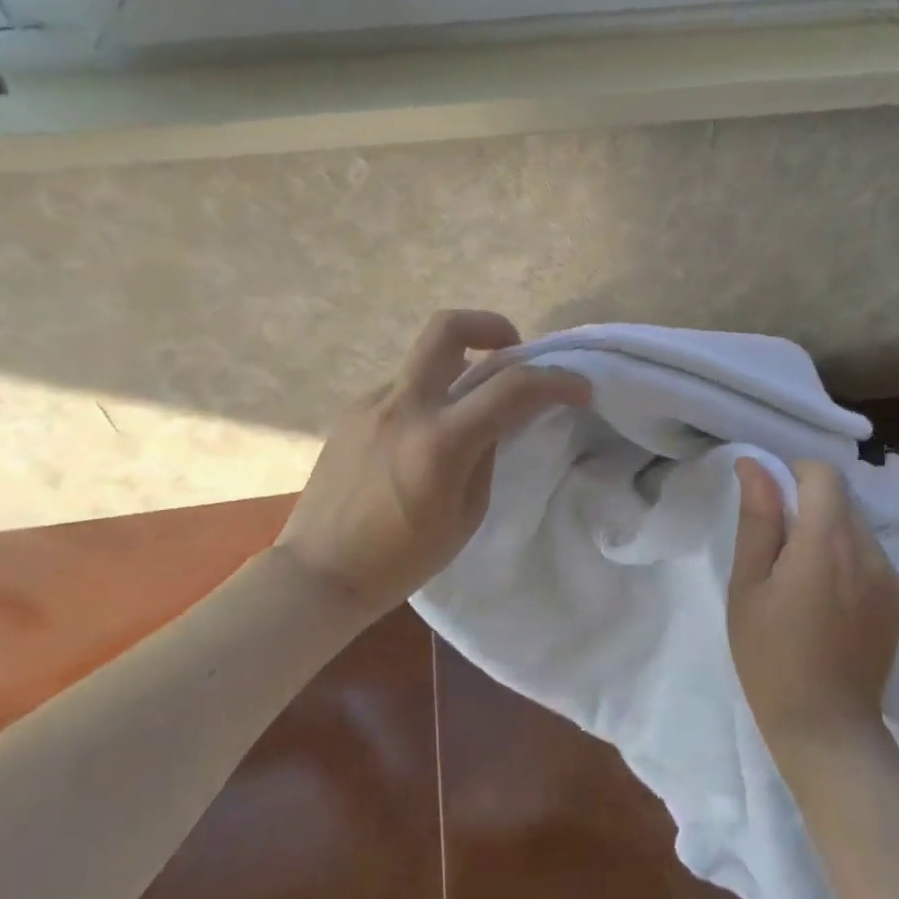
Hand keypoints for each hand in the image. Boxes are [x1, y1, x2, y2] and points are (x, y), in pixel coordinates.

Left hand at [276, 310, 588, 619]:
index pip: (512, 387)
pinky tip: (426, 437)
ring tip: (468, 410)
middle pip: (448, 328)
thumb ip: (487, 454)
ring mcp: (371, 403)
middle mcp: (403, 406)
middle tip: (511, 350)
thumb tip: (499, 419)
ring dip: (458, 369)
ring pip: (426, 360)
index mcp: (440, 441)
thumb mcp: (466, 515)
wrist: (318, 573)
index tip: (580, 388)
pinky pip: (403, 389)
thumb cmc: (401, 560)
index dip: (557, 380)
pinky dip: (429, 398)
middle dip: (491, 325)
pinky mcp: (351, 411)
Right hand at [727, 459, 898, 759]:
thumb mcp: (748, 584)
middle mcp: (869, 550)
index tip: (769, 504)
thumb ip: (757, 518)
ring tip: (801, 577)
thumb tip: (756, 464)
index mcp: (827, 542)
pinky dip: (845, 556)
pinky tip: (826, 598)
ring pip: (856, 524)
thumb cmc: (770, 655)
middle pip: (842, 497)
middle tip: (777, 546)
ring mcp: (892, 576)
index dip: (793, 475)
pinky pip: (870, 554)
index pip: (824, 473)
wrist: (826, 728)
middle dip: (808, 504)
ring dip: (827, 530)